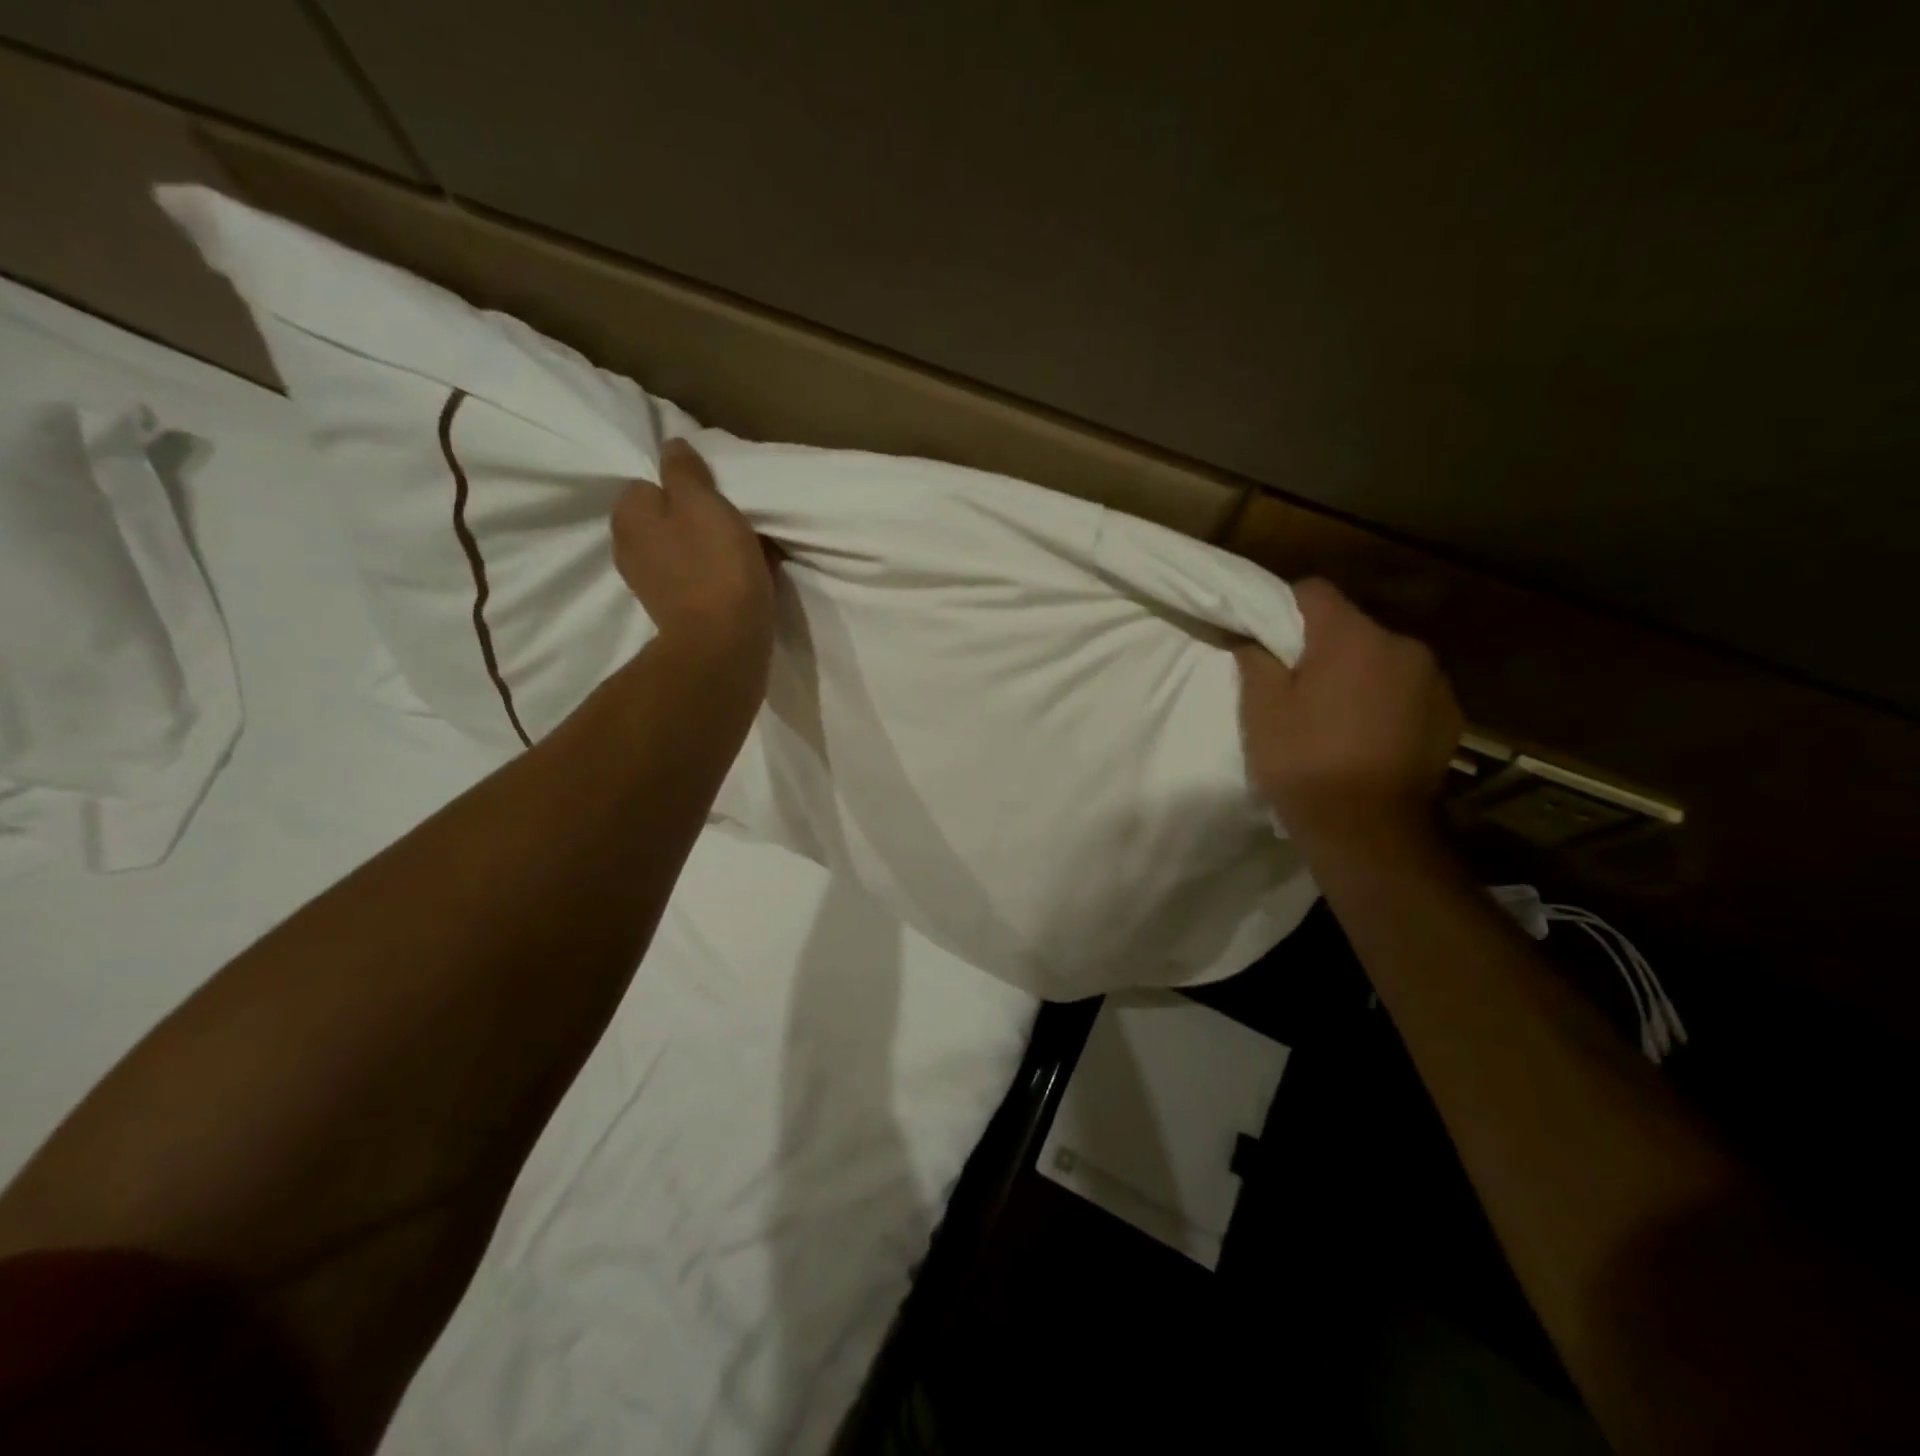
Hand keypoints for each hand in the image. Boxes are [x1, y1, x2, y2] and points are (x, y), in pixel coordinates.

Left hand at [611, 437, 775, 675]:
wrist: (724, 645)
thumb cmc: (715, 567)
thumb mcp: (703, 503)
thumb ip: (684, 471)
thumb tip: (670, 446)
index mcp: (630, 515)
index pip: (653, 480)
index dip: (688, 484)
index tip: (719, 494)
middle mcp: (630, 547)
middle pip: (671, 516)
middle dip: (701, 517)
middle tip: (738, 521)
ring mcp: (651, 582)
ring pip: (687, 547)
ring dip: (714, 546)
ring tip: (747, 551)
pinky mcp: (676, 609)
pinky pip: (699, 575)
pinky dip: (718, 573)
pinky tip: (744, 577)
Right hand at [1235, 578, 1461, 853]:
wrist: (1368, 832)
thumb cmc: (1305, 763)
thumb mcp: (1261, 711)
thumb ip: (1256, 660)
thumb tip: (1252, 636)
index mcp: (1352, 637)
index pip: (1314, 592)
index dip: (1284, 608)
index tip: (1267, 639)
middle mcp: (1403, 646)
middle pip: (1352, 629)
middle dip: (1324, 648)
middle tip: (1297, 688)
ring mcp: (1434, 682)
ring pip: (1382, 661)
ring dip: (1359, 676)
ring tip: (1335, 718)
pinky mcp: (1450, 717)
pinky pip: (1408, 692)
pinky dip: (1386, 703)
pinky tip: (1368, 739)